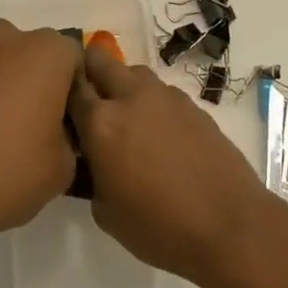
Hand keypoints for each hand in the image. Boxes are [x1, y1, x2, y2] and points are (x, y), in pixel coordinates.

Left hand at [0, 19, 79, 252]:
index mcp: (45, 52)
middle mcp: (6, 39)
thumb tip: (57, 131)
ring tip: (2, 129)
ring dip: (6, 83)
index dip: (75, 91)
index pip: (74, 59)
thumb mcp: (65, 165)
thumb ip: (69, 134)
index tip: (69, 123)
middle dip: (39, 81)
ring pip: (0, 61)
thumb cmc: (10, 172)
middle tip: (38, 125)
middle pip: (34, 53)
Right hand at [68, 44, 272, 287]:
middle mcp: (131, 97)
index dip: (60, 89)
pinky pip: (161, 92)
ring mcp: (165, 97)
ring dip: (123, 86)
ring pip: (133, 72)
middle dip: (89, 71)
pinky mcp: (192, 104)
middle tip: (88, 100)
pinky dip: (152, 103)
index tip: (57, 102)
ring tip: (127, 118)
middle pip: (99, 60)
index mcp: (101, 123)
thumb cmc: (159, 227)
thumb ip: (90, 175)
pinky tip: (159, 134)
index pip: (70, 86)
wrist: (229, 225)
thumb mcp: (105, 212)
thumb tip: (91, 160)